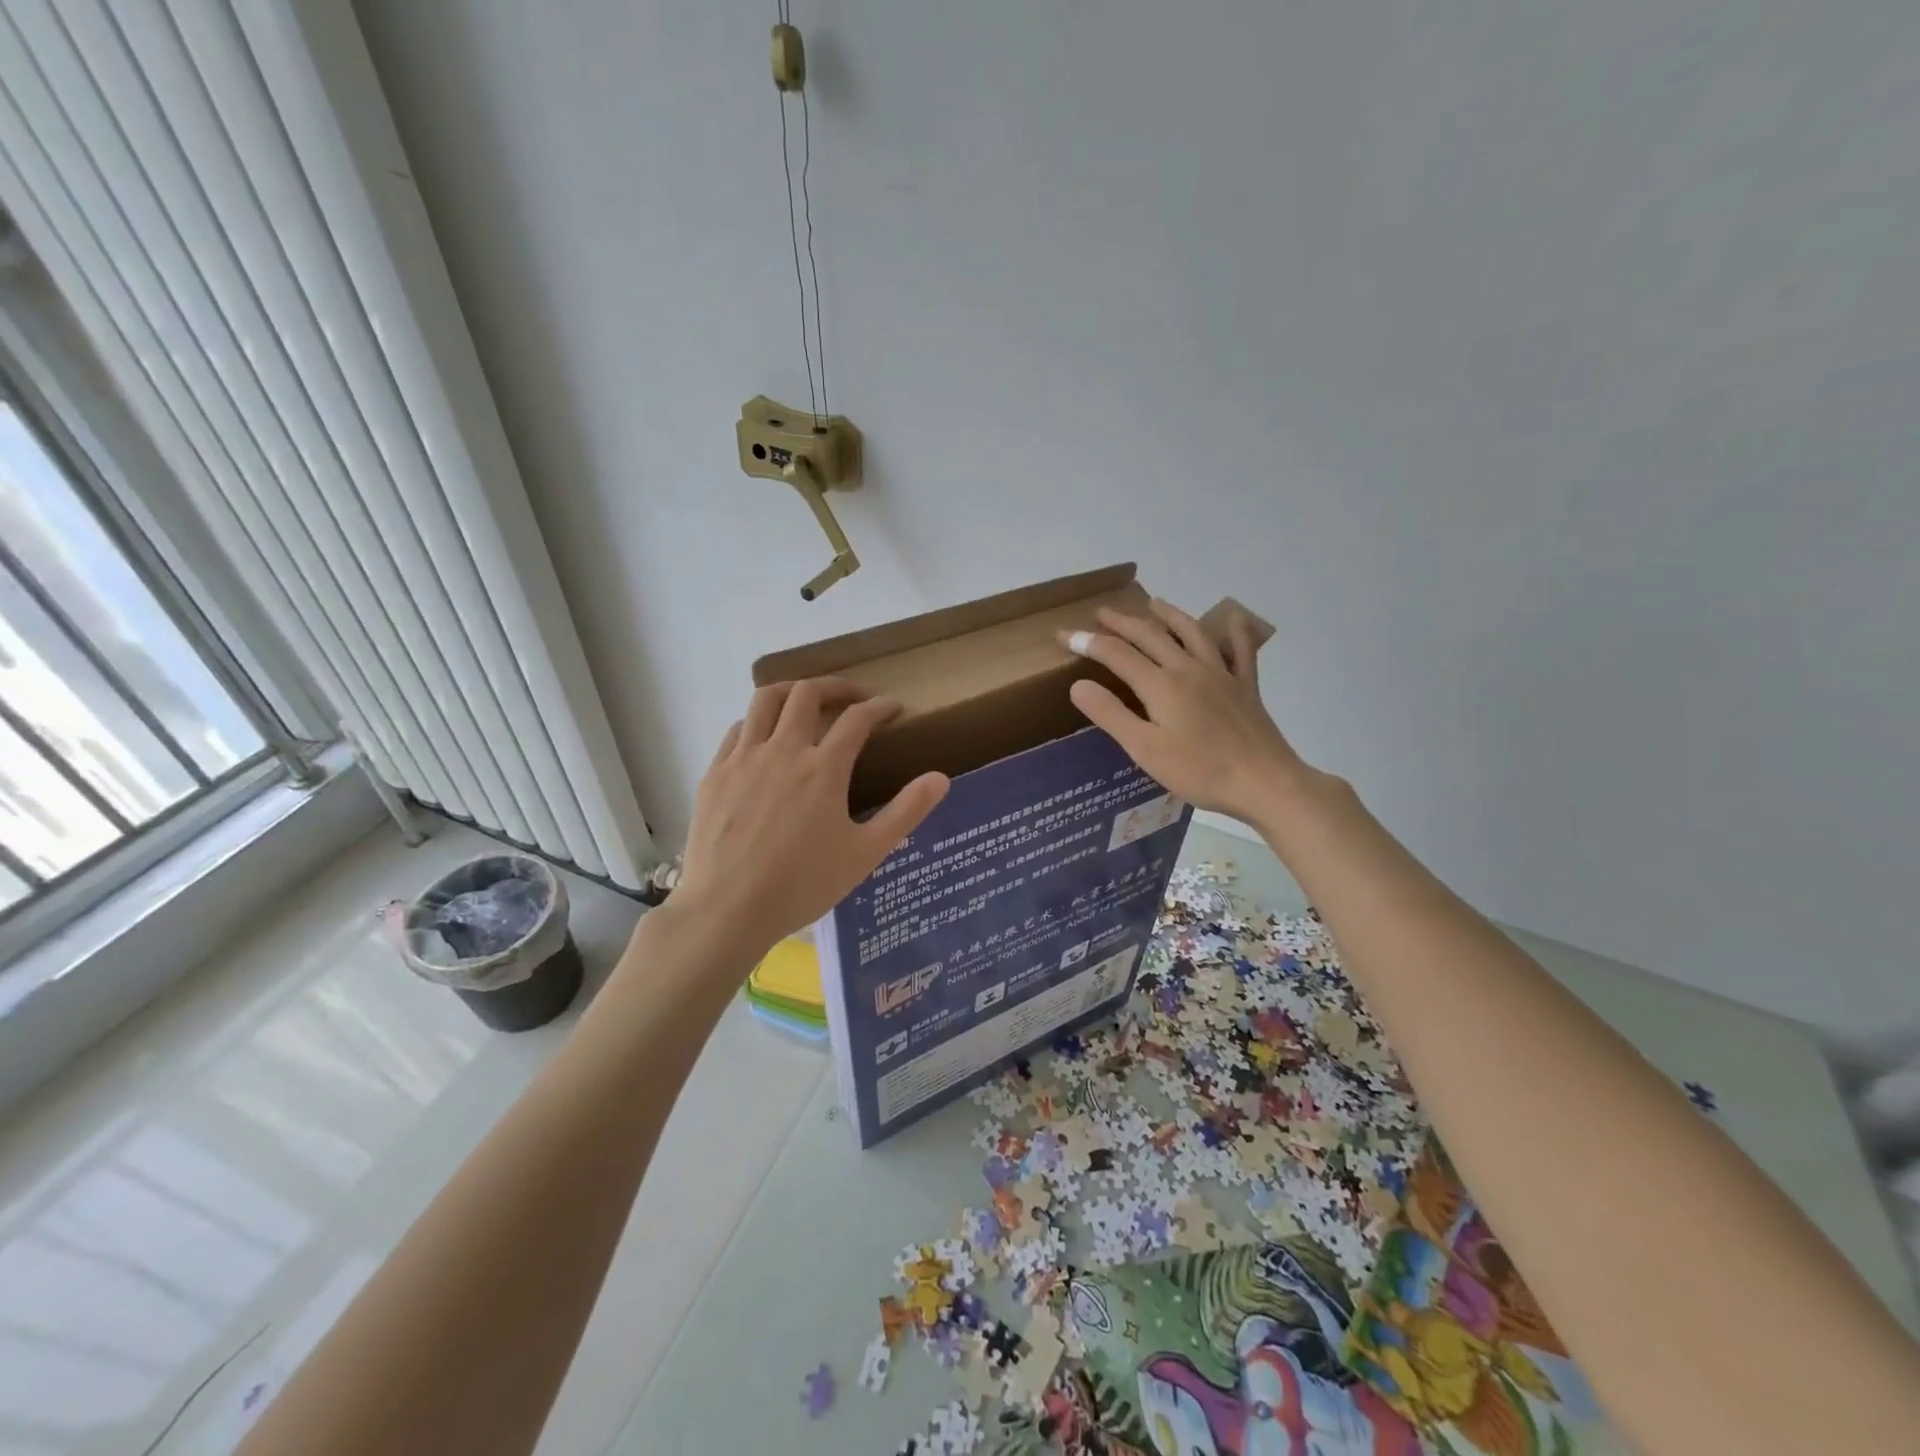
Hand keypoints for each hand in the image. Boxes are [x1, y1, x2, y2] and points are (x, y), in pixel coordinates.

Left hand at [671, 679, 948, 956]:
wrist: (727, 910)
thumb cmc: (802, 885)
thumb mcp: (865, 853)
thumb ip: (906, 812)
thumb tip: (940, 778)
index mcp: (823, 768)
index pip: (858, 718)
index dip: (880, 707)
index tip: (893, 707)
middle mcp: (783, 750)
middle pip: (808, 693)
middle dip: (836, 686)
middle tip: (853, 697)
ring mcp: (743, 758)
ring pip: (765, 699)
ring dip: (792, 690)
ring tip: (806, 702)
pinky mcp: (715, 773)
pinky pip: (737, 729)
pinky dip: (757, 721)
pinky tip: (764, 739)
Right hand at [1061, 600, 1311, 820]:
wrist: (1264, 782)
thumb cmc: (1199, 771)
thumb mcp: (1144, 749)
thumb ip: (1110, 714)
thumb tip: (1078, 684)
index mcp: (1160, 685)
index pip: (1115, 654)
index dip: (1087, 641)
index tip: (1063, 635)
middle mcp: (1188, 669)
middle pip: (1150, 635)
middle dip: (1122, 621)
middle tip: (1101, 613)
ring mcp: (1221, 674)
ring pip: (1191, 633)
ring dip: (1169, 614)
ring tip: (1154, 602)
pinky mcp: (1246, 686)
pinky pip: (1241, 650)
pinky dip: (1235, 630)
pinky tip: (1232, 617)